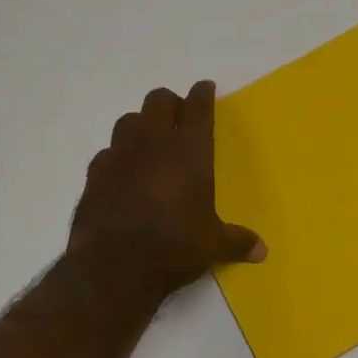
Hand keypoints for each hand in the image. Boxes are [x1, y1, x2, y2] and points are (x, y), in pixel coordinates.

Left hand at [67, 82, 264, 310]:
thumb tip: (262, 251)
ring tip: (149, 143)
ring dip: (141, 124)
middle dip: (171, 103)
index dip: (203, 94)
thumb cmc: (174, 247)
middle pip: (159, 100)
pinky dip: (117, 156)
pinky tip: (123, 173)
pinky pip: (107, 152)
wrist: (113, 268)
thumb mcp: (213, 246)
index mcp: (189, 150)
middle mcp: (154, 143)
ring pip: (129, 119)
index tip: (205, 88)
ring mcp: (119, 155)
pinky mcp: (94, 174)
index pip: (198, 107)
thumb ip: (237, 241)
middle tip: (179, 119)